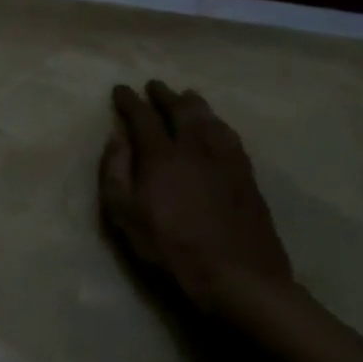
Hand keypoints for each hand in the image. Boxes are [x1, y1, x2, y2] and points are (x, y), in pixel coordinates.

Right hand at [99, 80, 293, 309]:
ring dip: (194, 104)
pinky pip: (230, 136)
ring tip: (186, 96)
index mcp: (162, 155)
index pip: (143, 117)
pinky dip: (218, 123)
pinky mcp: (247, 175)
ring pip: (209, 119)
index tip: (120, 89)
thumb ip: (115, 173)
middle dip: (165, 95)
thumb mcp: (125, 216)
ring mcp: (226, 159)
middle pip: (181, 110)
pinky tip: (217, 126)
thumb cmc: (171, 248)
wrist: (238, 276)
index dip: (130, 101)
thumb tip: (116, 140)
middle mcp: (196, 147)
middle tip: (155, 85)